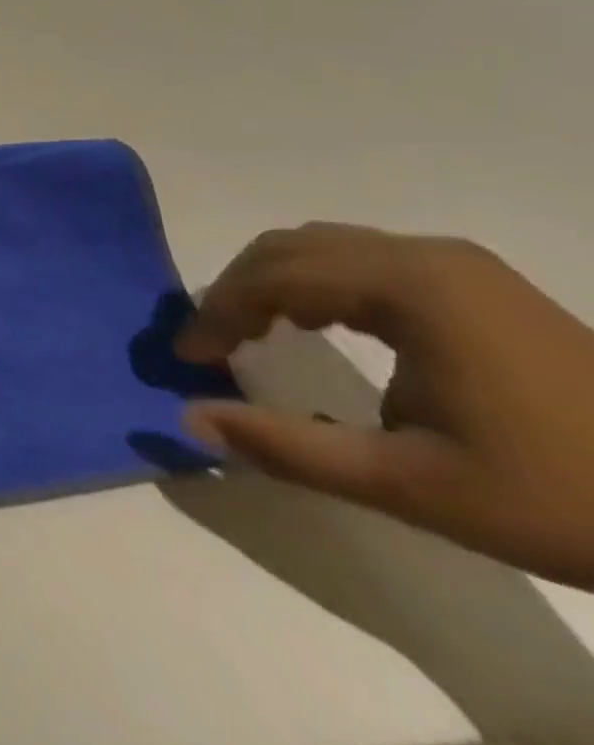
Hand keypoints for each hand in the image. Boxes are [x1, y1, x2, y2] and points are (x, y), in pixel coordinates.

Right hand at [176, 223, 593, 588]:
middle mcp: (423, 255)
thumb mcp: (412, 487)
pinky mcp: (476, 281)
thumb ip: (289, 448)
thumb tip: (189, 418)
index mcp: (408, 286)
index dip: (217, 313)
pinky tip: (318, 325)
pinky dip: (317, 284)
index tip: (188, 357)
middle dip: (236, 291)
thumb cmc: (559, 496)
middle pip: (289, 248)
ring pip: (323, 247)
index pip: (273, 277)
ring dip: (273, 284)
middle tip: (211, 342)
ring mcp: (456, 264)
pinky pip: (364, 260)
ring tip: (252, 333)